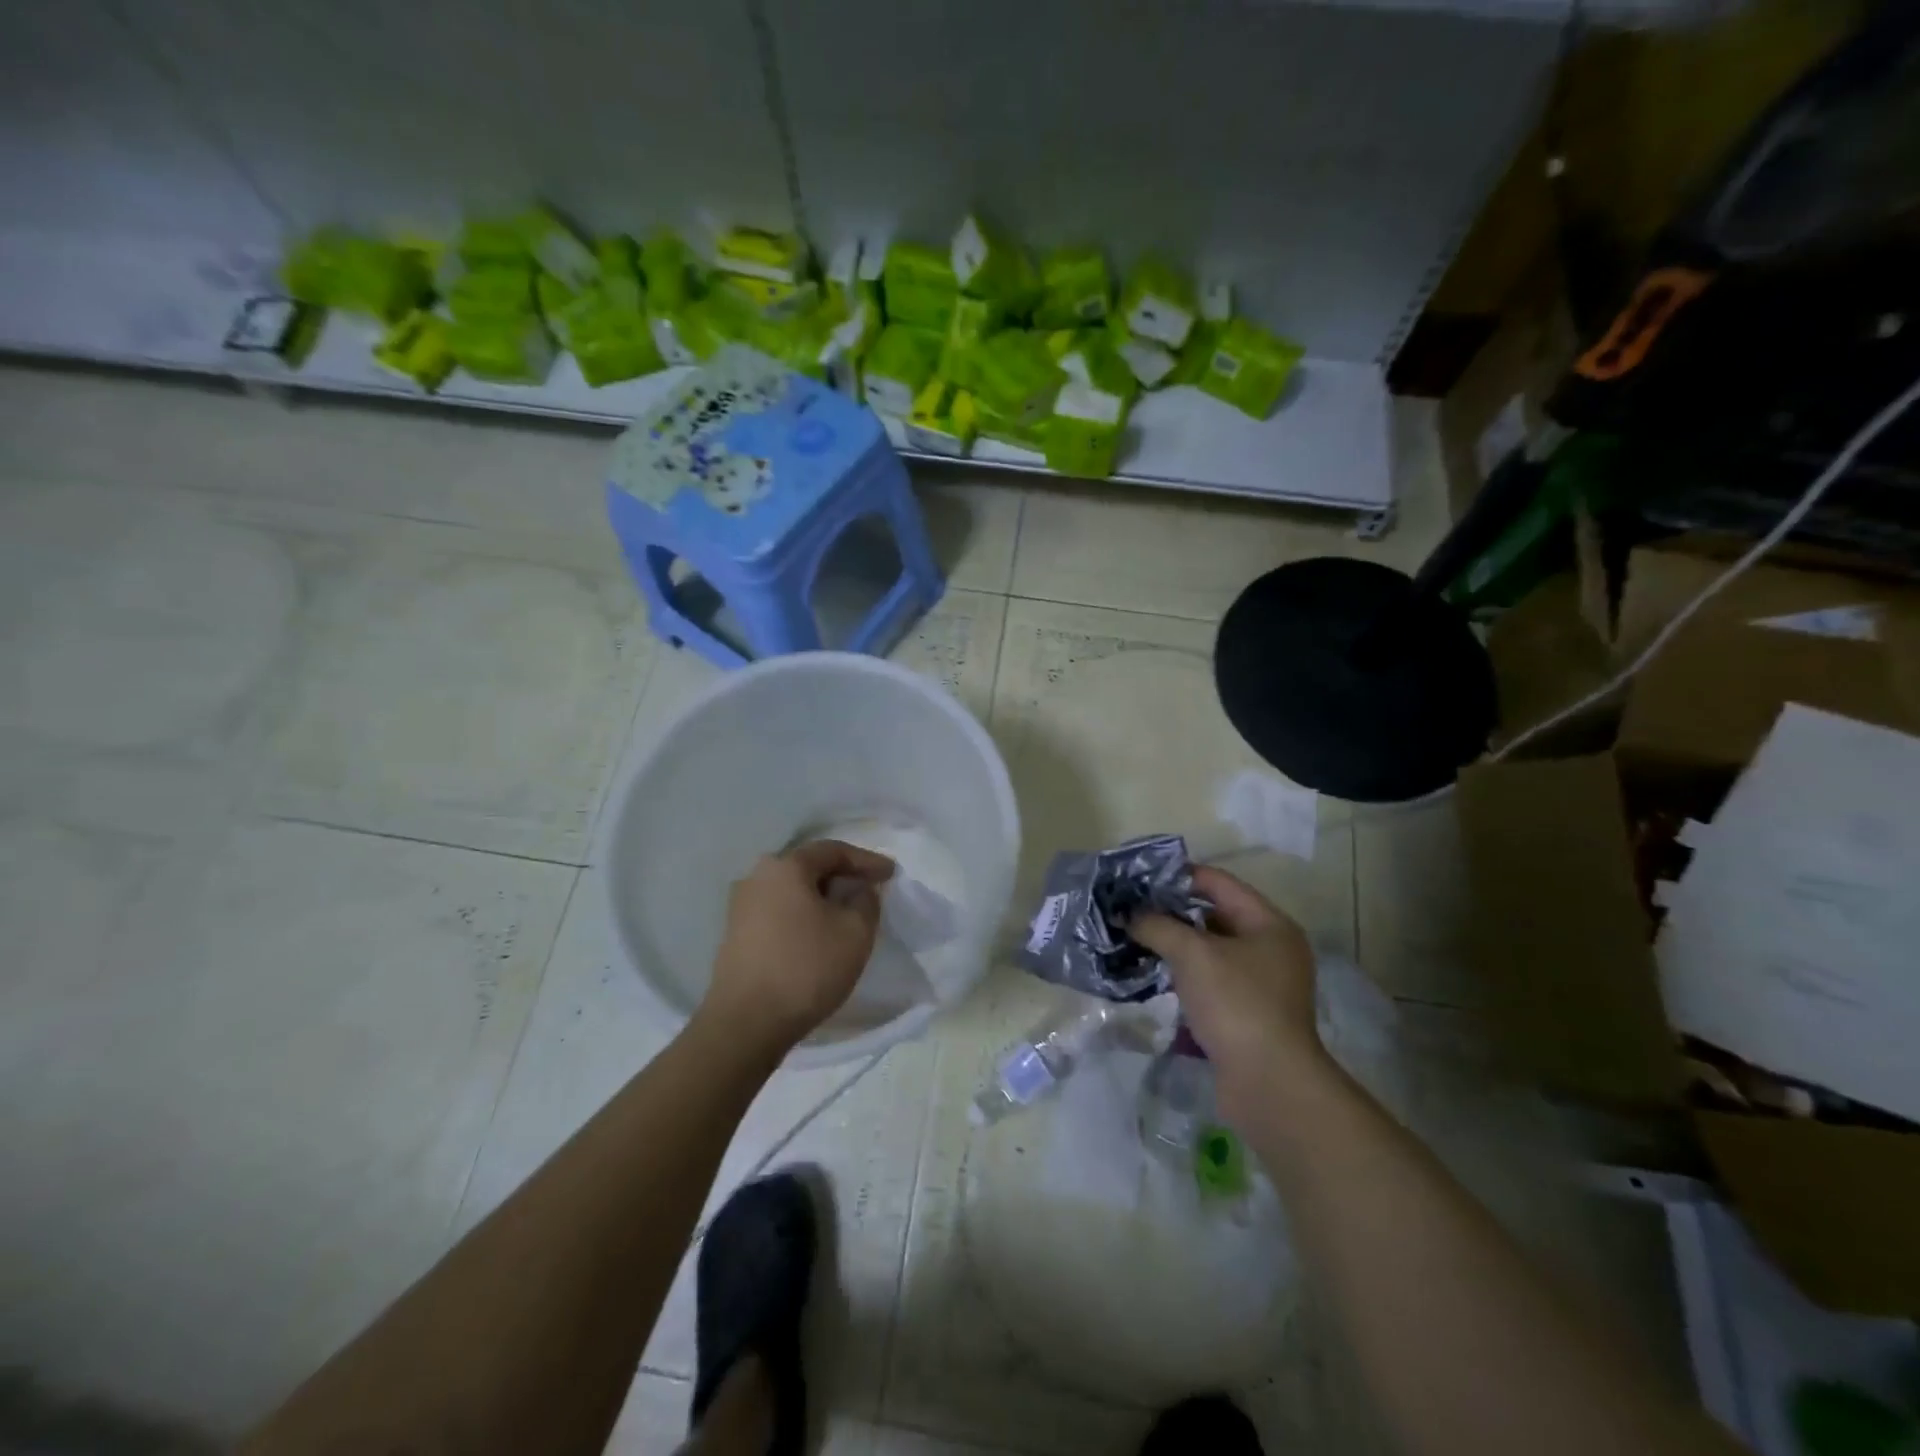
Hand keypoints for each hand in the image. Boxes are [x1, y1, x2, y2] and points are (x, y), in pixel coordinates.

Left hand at [701, 839, 895, 1055]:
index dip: (866, 860)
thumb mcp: (855, 932)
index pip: (833, 851)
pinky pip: (778, 913)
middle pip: (809, 868)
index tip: (891, 874)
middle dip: (843, 877)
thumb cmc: (806, 968)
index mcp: (785, 867)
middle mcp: (757, 877)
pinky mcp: (735, 935)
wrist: (746, 1023)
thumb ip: (866, 901)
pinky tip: (818, 935)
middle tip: (870, 890)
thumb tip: (859, 891)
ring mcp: (741, 907)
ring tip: (847, 914)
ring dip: (822, 899)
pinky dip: (803, 917)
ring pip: (792, 892)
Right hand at [1130, 866, 1330, 1120]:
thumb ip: (1157, 926)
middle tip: (1132, 909)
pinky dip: (1185, 974)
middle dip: (1173, 912)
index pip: (1220, 883)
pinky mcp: (1248, 1014)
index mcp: (1270, 925)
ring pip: (1211, 951)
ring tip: (1136, 939)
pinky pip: (1211, 981)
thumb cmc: (1236, 1004)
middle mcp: (1271, 949)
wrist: (1269, 1085)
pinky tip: (1154, 974)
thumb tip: (1130, 915)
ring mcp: (1262, 984)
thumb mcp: (1192, 954)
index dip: (1179, 876)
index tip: (1140, 878)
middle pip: (1215, 916)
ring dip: (1176, 945)